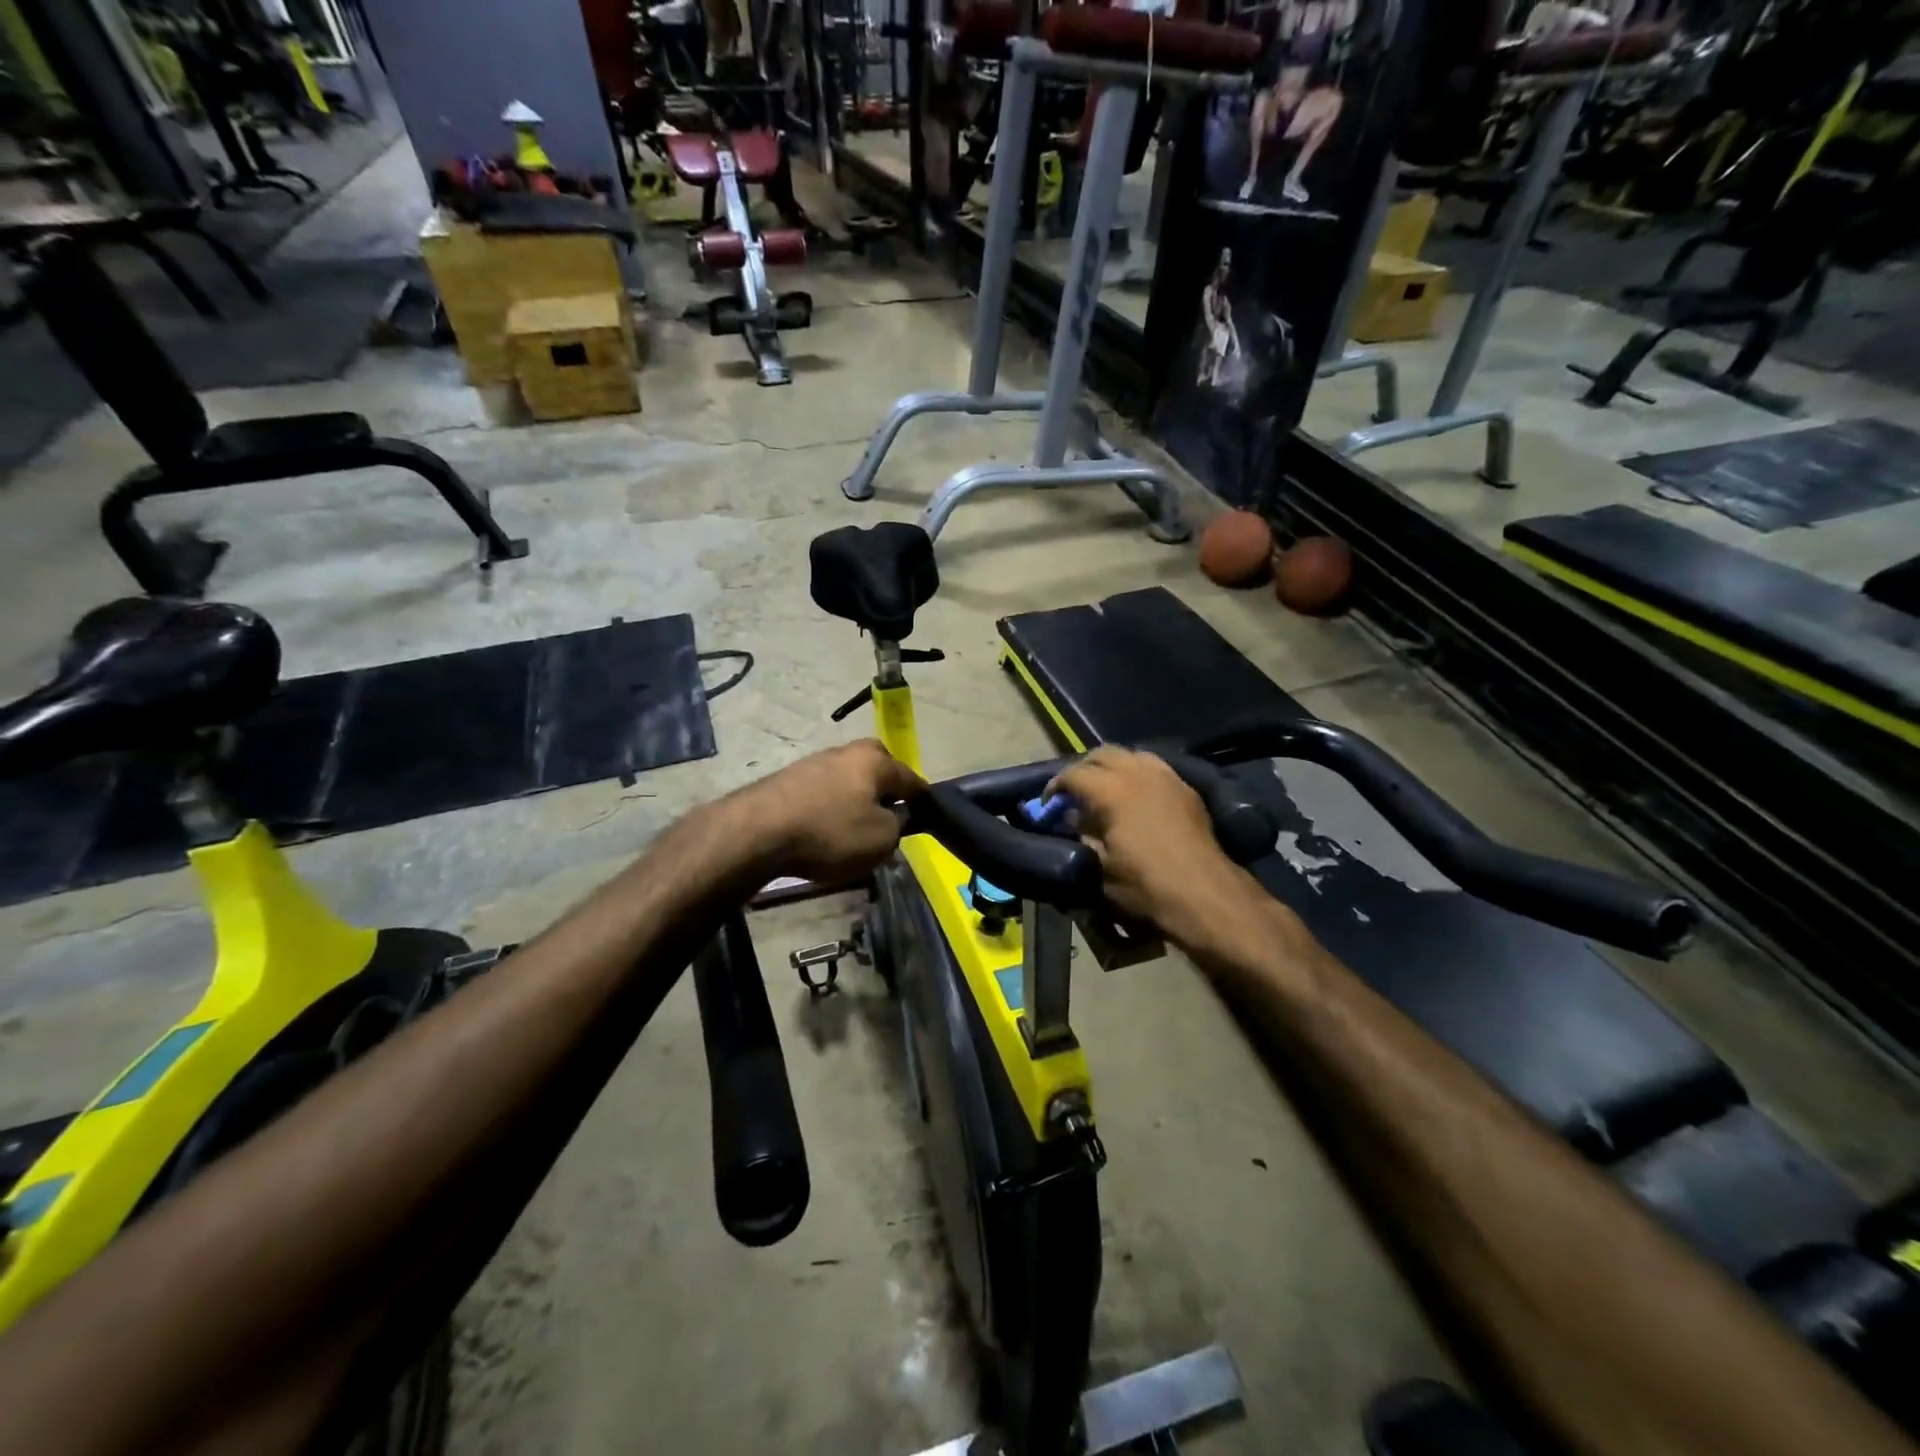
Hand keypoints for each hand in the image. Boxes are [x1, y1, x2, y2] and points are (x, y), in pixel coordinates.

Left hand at [732, 740, 925, 882]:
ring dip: (855, 800)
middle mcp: (847, 752)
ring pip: (849, 781)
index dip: (922, 801)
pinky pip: (823, 793)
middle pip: (877, 771)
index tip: (926, 817)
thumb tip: (896, 817)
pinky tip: (823, 829)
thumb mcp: (881, 840)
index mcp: (876, 760)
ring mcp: (814, 762)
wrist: (757, 831)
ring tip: (853, 830)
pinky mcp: (788, 778)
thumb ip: (899, 826)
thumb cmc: (830, 833)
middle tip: (887, 819)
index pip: (911, 779)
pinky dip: (828, 808)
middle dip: (885, 791)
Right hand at [1048, 747, 1235, 927]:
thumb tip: (1073, 817)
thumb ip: (1082, 834)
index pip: (1073, 774)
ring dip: (1113, 766)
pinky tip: (1137, 796)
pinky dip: (1138, 773)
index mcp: (1111, 789)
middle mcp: (1138, 772)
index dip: (1056, 786)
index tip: (1049, 804)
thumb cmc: (1145, 884)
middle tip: (1075, 792)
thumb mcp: (1099, 866)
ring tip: (1106, 789)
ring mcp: (1166, 776)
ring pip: (1131, 755)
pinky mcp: (1186, 788)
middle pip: (1102, 753)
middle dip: (1084, 768)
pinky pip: (1155, 767)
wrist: (1203, 893)